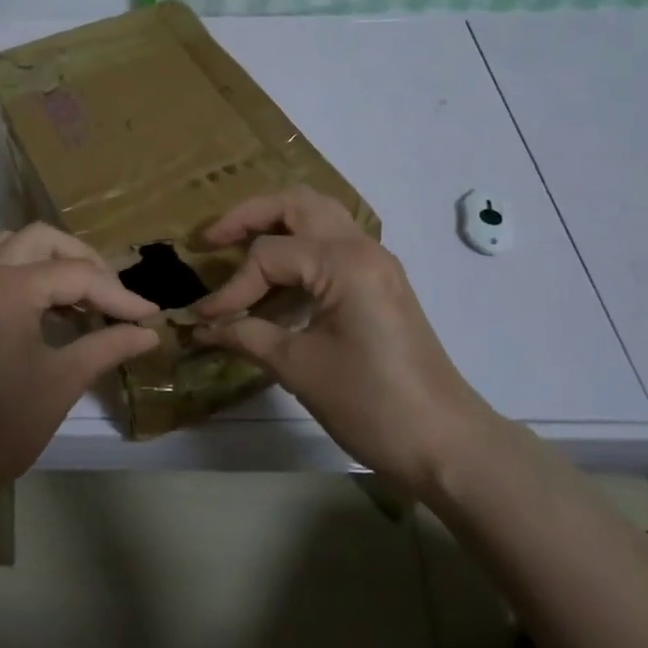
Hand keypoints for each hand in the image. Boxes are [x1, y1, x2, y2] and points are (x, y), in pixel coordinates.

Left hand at [0, 223, 158, 504]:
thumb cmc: (1, 424)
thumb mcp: (62, 382)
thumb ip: (108, 346)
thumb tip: (149, 332)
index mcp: (8, 287)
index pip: (77, 274)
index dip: (119, 294)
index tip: (151, 315)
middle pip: (43, 240)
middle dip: (84, 261)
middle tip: (113, 296)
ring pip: (16, 247)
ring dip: (53, 262)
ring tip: (84, 298)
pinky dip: (29, 276)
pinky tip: (52, 311)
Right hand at [193, 187, 494, 488]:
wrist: (445, 443)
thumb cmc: (371, 403)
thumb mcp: (299, 368)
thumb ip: (247, 336)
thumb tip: (202, 327)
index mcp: (343, 262)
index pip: (268, 255)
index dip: (230, 287)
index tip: (203, 319)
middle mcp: (361, 247)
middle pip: (296, 204)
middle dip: (248, 217)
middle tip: (211, 240)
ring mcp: (376, 262)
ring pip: (318, 215)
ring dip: (276, 223)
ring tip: (237, 246)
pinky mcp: (380, 282)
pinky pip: (333, 241)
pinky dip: (299, 244)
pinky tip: (276, 275)